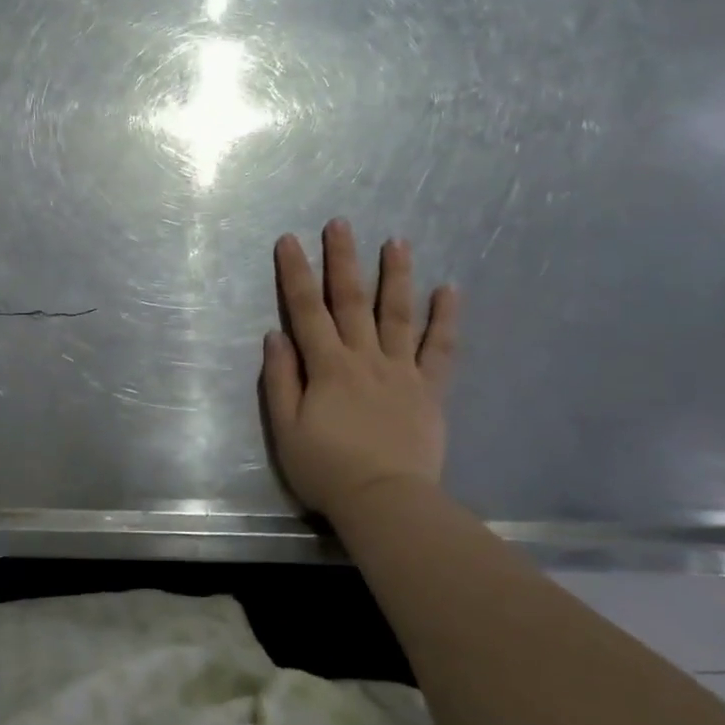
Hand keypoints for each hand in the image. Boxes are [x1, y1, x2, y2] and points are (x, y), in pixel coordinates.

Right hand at [261, 218, 460, 516]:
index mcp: (328, 367)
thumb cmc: (327, 469)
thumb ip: (281, 380)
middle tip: (341, 224)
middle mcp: (365, 358)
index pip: (306, 310)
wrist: (385, 501)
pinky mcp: (429, 390)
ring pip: (398, 314)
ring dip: (395, 276)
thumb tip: (275, 335)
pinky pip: (440, 349)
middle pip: (351, 301)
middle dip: (343, 260)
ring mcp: (402, 371)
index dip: (295, 274)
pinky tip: (449, 290)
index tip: (289, 240)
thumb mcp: (285, 430)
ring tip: (396, 241)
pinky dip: (445, 319)